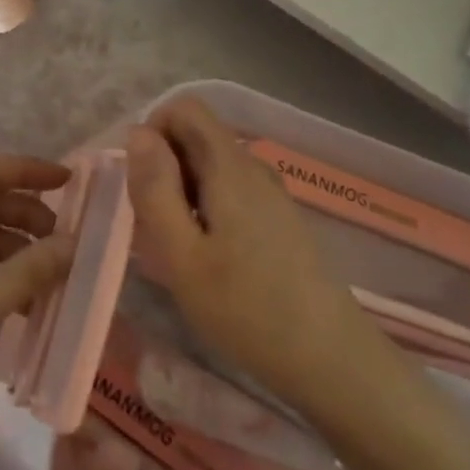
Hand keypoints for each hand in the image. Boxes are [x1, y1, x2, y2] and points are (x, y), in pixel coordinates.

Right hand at [125, 98, 392, 427]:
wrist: (331, 362)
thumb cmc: (246, 309)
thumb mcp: (181, 255)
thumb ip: (155, 189)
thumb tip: (137, 131)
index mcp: (230, 166)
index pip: (185, 108)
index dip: (152, 132)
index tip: (141, 184)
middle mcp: (253, 167)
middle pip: (196, 136)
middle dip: (163, 168)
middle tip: (156, 226)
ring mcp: (270, 194)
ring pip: (209, 166)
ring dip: (181, 192)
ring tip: (179, 248)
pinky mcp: (278, 220)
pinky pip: (229, 191)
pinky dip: (204, 209)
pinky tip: (208, 259)